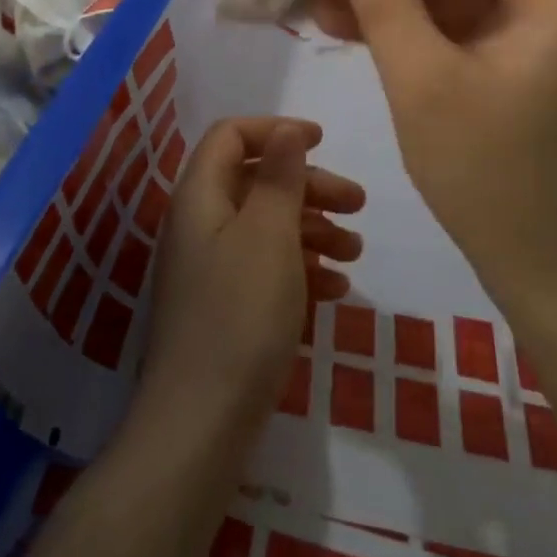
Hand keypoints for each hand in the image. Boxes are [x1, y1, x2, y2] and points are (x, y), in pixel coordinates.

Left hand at [142, 118, 365, 429]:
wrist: (201, 425)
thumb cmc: (240, 314)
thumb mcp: (268, 234)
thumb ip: (278, 176)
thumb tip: (285, 130)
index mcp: (200, 196)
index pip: (231, 136)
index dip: (275, 131)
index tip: (322, 141)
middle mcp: (199, 223)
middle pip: (255, 180)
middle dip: (308, 185)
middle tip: (358, 203)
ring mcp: (209, 268)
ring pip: (265, 226)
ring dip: (311, 228)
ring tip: (355, 249)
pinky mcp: (223, 307)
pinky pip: (264, 268)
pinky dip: (300, 268)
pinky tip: (336, 290)